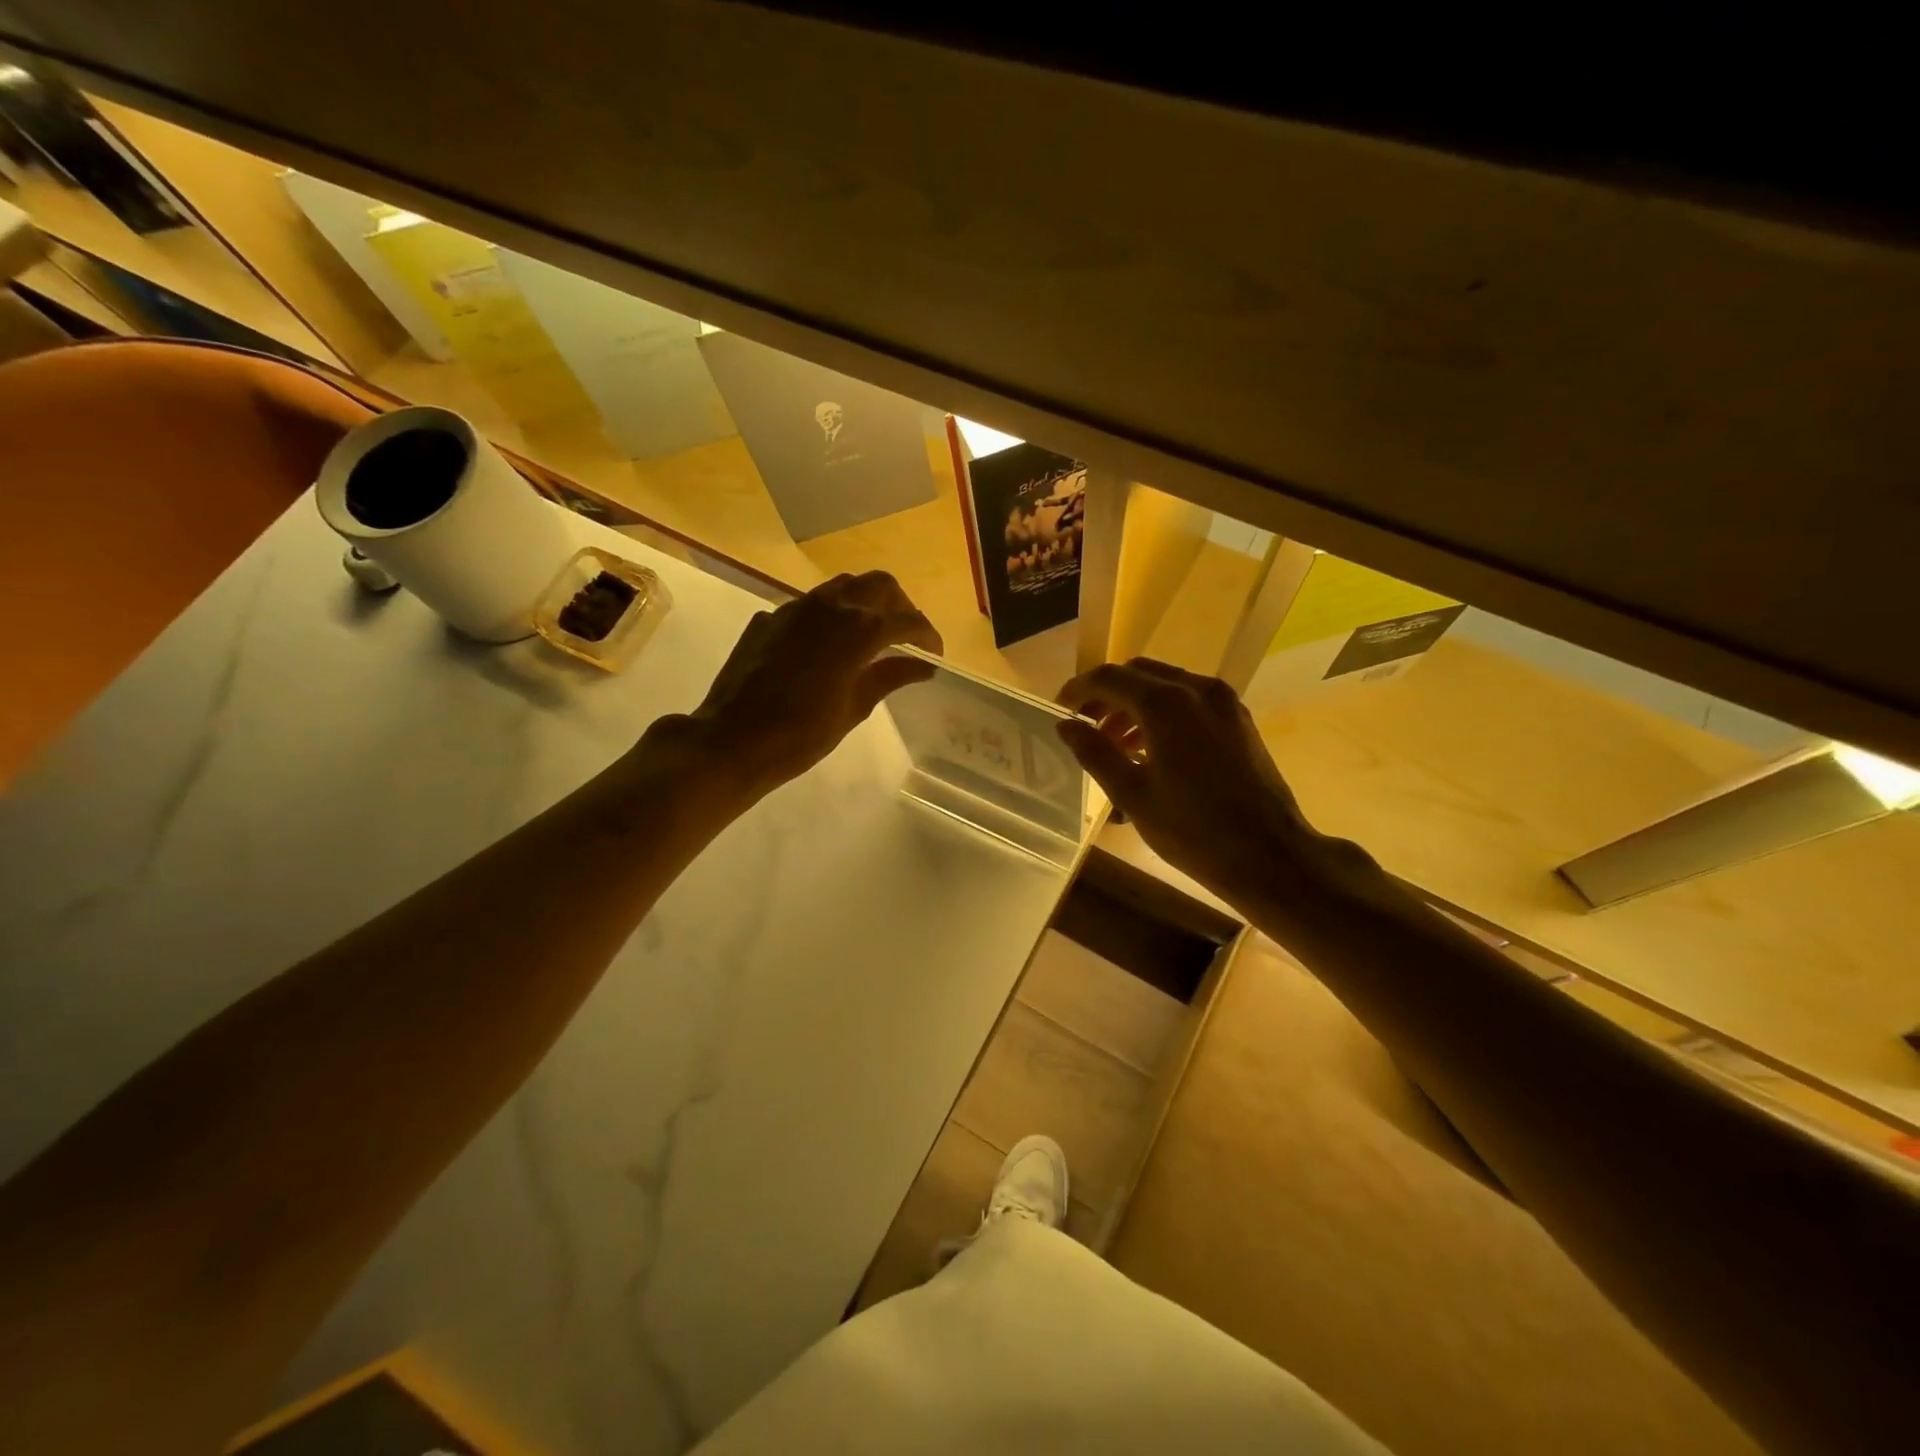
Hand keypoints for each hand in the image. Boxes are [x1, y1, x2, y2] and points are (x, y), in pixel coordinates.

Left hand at [653, 571, 942, 797]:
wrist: (732, 740)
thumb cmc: (801, 735)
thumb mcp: (854, 708)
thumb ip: (890, 677)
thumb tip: (923, 666)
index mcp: (858, 630)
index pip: (907, 620)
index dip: (927, 635)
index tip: (935, 654)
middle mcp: (829, 607)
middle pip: (879, 585)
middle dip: (901, 606)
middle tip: (907, 636)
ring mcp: (795, 608)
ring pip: (843, 586)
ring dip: (865, 602)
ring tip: (871, 635)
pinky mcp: (770, 618)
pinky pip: (811, 605)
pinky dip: (831, 616)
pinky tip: (827, 647)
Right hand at [1056, 659, 1335, 902]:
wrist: (1268, 854)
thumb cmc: (1192, 829)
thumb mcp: (1131, 794)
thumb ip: (1094, 752)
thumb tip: (1066, 725)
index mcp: (1164, 704)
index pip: (1108, 678)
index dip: (1078, 690)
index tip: (1060, 709)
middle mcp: (1195, 689)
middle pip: (1138, 673)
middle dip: (1107, 694)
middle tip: (1085, 725)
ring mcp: (1222, 701)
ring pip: (1166, 684)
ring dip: (1134, 703)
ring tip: (1114, 743)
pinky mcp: (1238, 718)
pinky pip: (1190, 699)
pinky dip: (1163, 711)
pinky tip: (1151, 747)